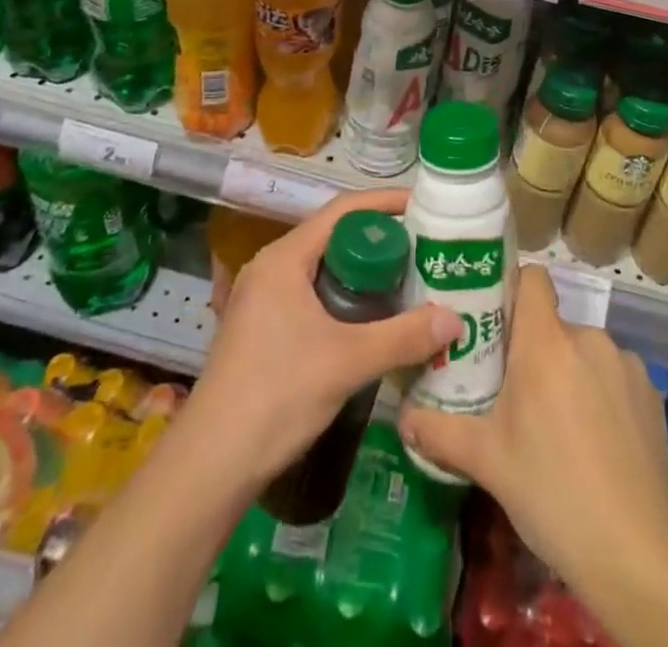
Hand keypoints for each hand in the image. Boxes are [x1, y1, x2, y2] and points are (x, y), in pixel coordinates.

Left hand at [189, 189, 460, 487]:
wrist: (211, 464)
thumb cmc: (277, 395)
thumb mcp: (348, 362)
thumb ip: (403, 337)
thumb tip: (455, 319)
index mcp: (284, 258)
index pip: (341, 210)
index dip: (384, 203)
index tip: (422, 205)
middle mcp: (270, 268)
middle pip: (333, 237)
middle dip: (378, 240)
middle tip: (422, 250)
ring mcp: (262, 299)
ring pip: (322, 269)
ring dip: (362, 273)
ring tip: (406, 283)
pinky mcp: (261, 328)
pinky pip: (311, 294)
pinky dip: (343, 298)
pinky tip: (370, 322)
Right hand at [397, 265, 667, 583]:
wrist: (635, 550)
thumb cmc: (550, 492)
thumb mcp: (486, 461)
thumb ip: (439, 431)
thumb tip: (402, 417)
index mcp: (545, 342)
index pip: (533, 278)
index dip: (514, 289)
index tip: (497, 321)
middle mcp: (588, 337)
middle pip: (553, 325)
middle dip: (536, 352)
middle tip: (518, 397)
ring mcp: (625, 363)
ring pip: (584, 352)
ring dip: (570, 374)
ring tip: (560, 428)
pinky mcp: (650, 392)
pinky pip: (615, 376)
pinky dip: (603, 395)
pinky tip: (598, 443)